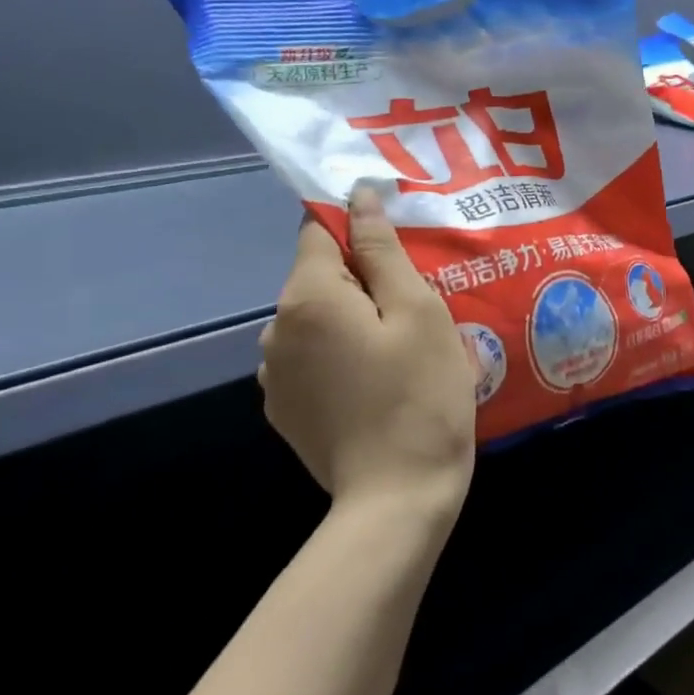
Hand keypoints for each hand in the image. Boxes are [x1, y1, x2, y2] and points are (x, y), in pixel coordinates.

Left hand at [258, 183, 475, 528]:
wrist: (398, 497)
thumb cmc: (420, 394)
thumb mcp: (417, 312)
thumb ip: (383, 251)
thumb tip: (359, 197)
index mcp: (306, 299)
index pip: (319, 231)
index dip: (359, 229)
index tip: (402, 251)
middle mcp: (274, 330)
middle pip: (319, 277)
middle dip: (364, 280)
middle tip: (418, 307)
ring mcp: (273, 374)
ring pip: (317, 319)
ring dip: (352, 319)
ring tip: (401, 347)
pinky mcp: (284, 407)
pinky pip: (312, 357)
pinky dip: (341, 354)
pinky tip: (378, 381)